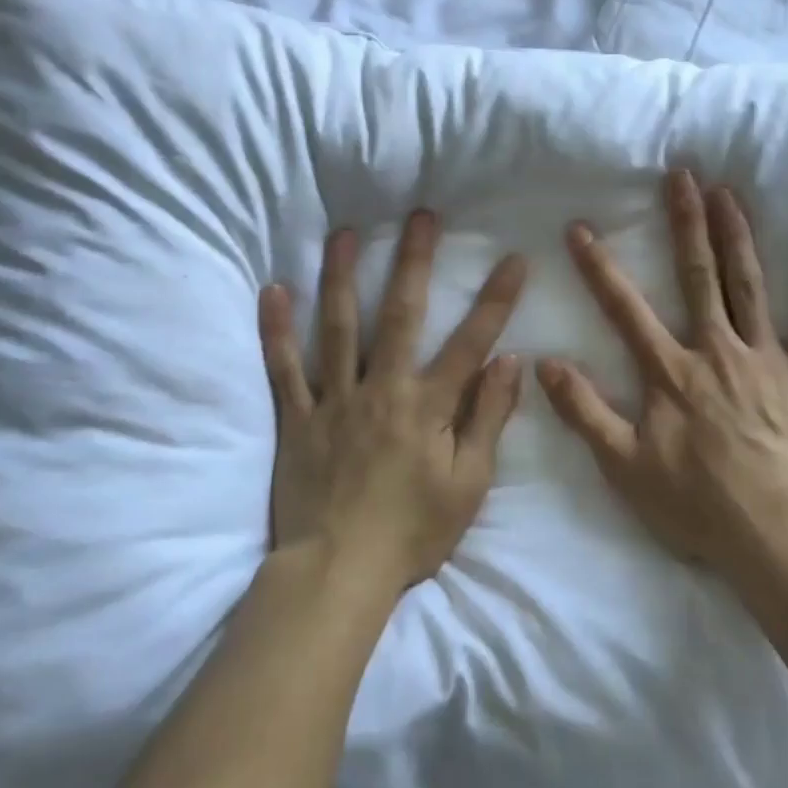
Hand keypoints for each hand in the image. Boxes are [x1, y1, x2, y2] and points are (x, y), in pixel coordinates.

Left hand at [258, 211, 527, 594]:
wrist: (337, 571)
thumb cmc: (413, 531)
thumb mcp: (469, 484)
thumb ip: (489, 419)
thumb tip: (510, 363)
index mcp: (428, 406)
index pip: (471, 342)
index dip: (496, 300)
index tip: (513, 259)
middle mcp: (382, 389)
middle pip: (401, 315)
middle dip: (415, 262)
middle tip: (422, 216)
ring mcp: (334, 400)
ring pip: (338, 328)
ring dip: (343, 277)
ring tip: (346, 235)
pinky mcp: (297, 418)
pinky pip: (284, 368)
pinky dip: (276, 330)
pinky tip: (273, 291)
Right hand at [537, 171, 787, 581]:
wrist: (778, 536)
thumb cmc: (698, 505)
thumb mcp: (624, 466)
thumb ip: (584, 412)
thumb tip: (544, 365)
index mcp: (671, 371)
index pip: (625, 308)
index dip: (599, 267)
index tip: (580, 228)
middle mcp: (717, 350)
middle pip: (698, 275)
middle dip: (686, 223)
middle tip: (682, 175)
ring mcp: (766, 359)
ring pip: (750, 285)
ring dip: (738, 235)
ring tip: (729, 191)